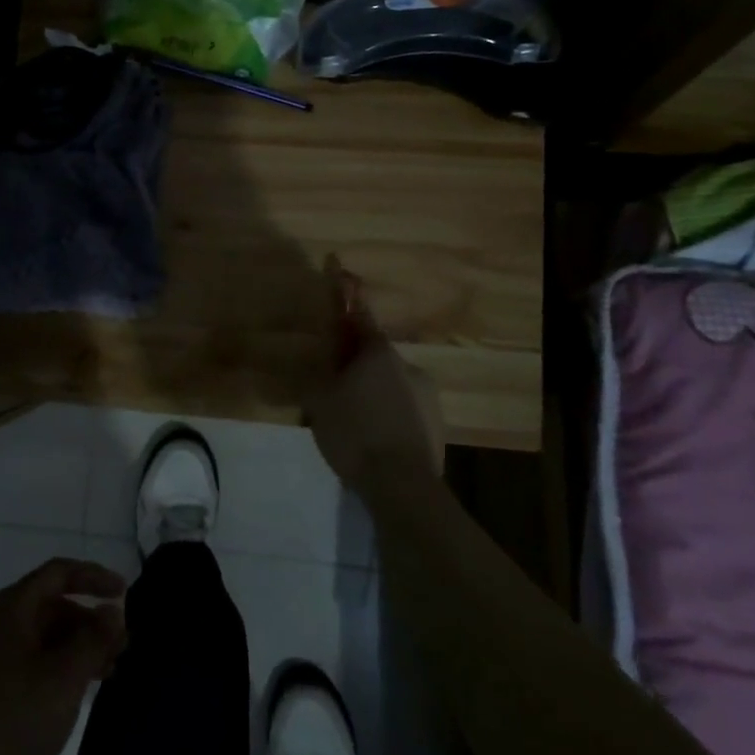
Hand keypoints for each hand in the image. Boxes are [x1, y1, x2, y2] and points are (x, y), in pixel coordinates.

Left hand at [0, 558, 127, 754]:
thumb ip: (93, 640)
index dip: (94, 577)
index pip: (58, 573)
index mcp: (10, 609)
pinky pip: (26, 664)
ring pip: (39, 638)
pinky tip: (70, 698)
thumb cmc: (9, 726)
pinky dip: (54, 670)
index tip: (124, 594)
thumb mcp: (63, 680)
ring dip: (74, 649)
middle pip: (49, 605)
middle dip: (88, 621)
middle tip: (121, 649)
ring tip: (105, 676)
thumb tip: (112, 610)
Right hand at [303, 257, 444, 491]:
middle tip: (333, 388)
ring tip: (352, 423)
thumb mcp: (320, 402)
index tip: (339, 267)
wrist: (403, 487)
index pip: (357, 313)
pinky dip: (387, 414)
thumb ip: (318, 374)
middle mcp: (408, 364)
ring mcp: (427, 395)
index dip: (345, 291)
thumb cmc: (355, 433)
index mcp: (378, 353)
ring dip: (372, 392)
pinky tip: (373, 439)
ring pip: (390, 384)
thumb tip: (319, 362)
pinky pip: (403, 409)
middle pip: (374, 354)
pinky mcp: (436, 424)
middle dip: (354, 363)